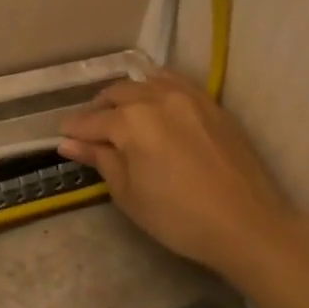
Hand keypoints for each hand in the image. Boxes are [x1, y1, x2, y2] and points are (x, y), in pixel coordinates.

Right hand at [58, 69, 296, 275]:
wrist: (246, 224)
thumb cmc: (178, 217)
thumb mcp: (129, 194)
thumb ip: (100, 160)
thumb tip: (69, 143)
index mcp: (131, 122)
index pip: (92, 121)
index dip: (74, 130)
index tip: (62, 137)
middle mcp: (157, 98)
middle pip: (117, 94)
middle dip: (98, 109)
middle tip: (90, 130)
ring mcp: (188, 97)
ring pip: (146, 83)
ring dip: (126, 96)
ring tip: (120, 115)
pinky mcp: (212, 104)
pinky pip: (175, 83)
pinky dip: (156, 87)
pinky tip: (154, 102)